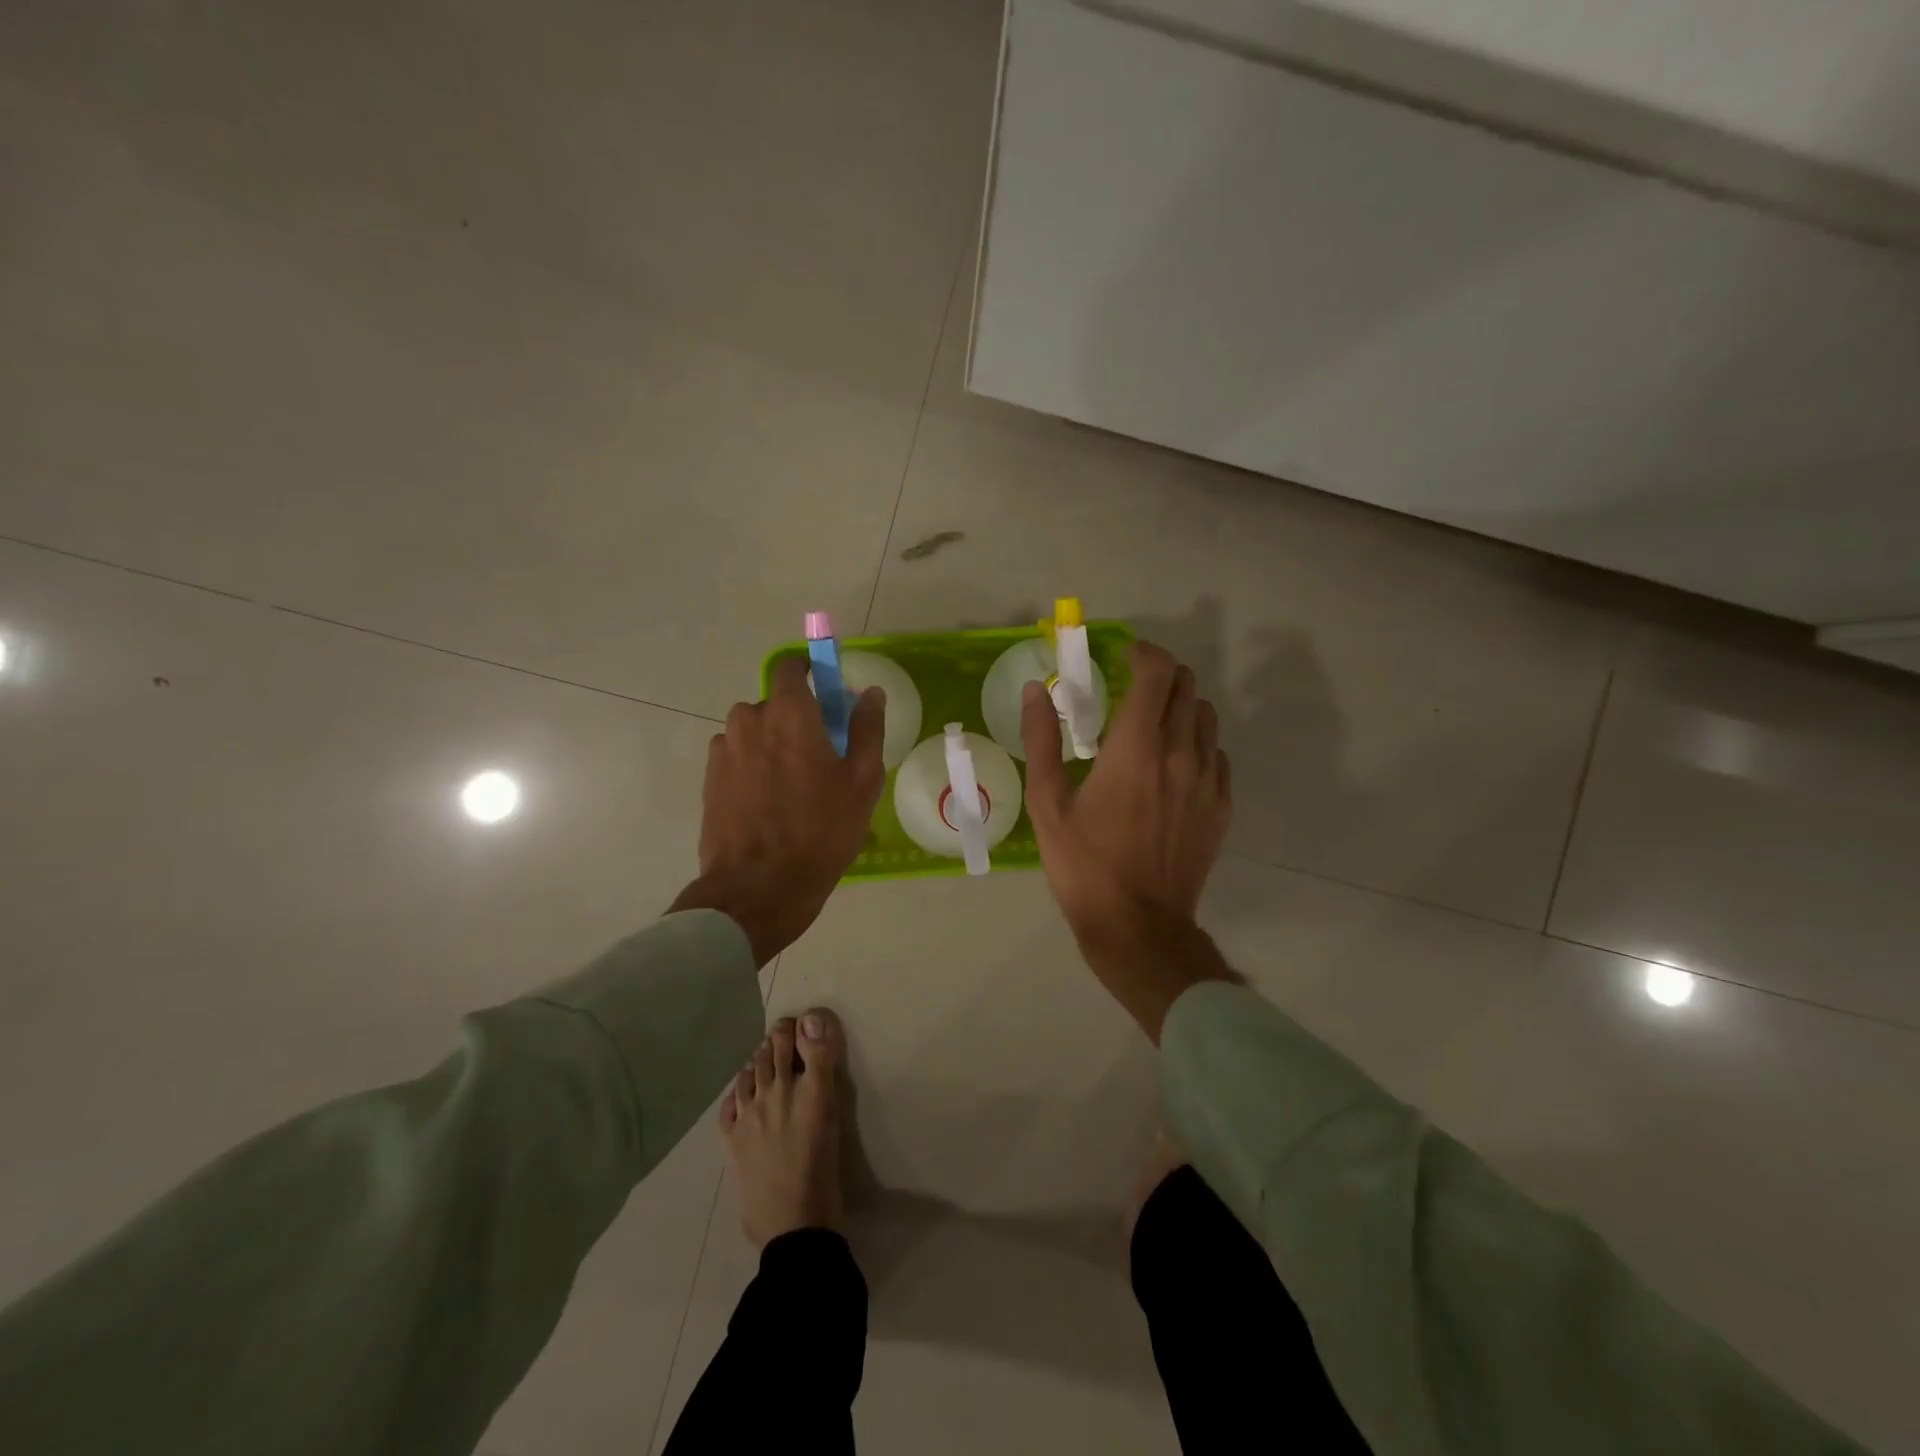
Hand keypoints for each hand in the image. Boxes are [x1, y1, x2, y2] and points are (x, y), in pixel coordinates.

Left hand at [671, 657, 885, 965]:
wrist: (758, 886)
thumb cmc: (821, 830)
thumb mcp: (862, 780)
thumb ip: (867, 728)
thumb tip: (870, 693)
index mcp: (789, 713)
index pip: (792, 667)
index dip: (810, 672)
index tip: (826, 694)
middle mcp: (750, 720)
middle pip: (776, 705)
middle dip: (796, 720)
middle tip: (819, 758)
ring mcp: (724, 749)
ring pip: (755, 733)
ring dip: (772, 746)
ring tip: (792, 789)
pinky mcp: (709, 778)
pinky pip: (738, 758)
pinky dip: (753, 769)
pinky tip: (768, 804)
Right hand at [1022, 640, 1235, 1036]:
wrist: (1137, 925)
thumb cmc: (1084, 863)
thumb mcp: (1047, 802)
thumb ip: (1041, 739)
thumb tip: (1038, 690)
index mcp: (1136, 746)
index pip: (1158, 673)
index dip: (1144, 653)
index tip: (1124, 655)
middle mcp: (1180, 752)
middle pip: (1187, 687)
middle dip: (1160, 676)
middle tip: (1132, 690)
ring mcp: (1207, 780)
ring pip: (1206, 717)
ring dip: (1181, 708)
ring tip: (1152, 727)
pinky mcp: (1220, 806)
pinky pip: (1216, 755)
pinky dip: (1195, 745)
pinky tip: (1172, 768)